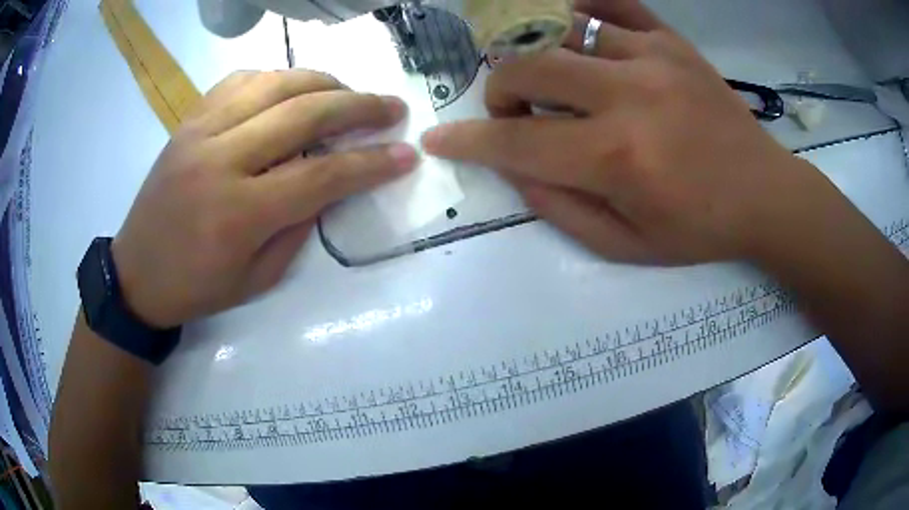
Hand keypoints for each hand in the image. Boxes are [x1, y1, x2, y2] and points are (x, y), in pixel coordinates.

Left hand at [112, 70, 416, 327]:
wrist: (136, 274)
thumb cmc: (197, 288)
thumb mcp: (258, 279)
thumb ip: (298, 228)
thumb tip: (329, 183)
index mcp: (240, 213)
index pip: (322, 174)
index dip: (372, 163)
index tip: (407, 154)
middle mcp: (221, 159)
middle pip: (304, 113)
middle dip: (359, 106)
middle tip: (391, 106)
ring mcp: (201, 132)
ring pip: (274, 83)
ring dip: (322, 81)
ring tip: (347, 92)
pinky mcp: (188, 121)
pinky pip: (239, 80)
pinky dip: (275, 78)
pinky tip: (290, 89)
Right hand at [423, 0, 829, 264]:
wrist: (764, 193)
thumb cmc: (699, 228)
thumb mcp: (626, 245)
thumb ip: (560, 208)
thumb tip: (515, 166)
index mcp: (617, 158)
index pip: (516, 141)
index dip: (469, 141)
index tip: (441, 138)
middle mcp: (629, 95)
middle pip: (527, 67)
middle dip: (501, 91)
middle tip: (516, 111)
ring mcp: (652, 57)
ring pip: (560, 31)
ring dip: (536, 55)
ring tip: (549, 77)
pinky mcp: (672, 41)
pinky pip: (611, 4)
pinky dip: (579, 10)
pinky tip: (574, 29)